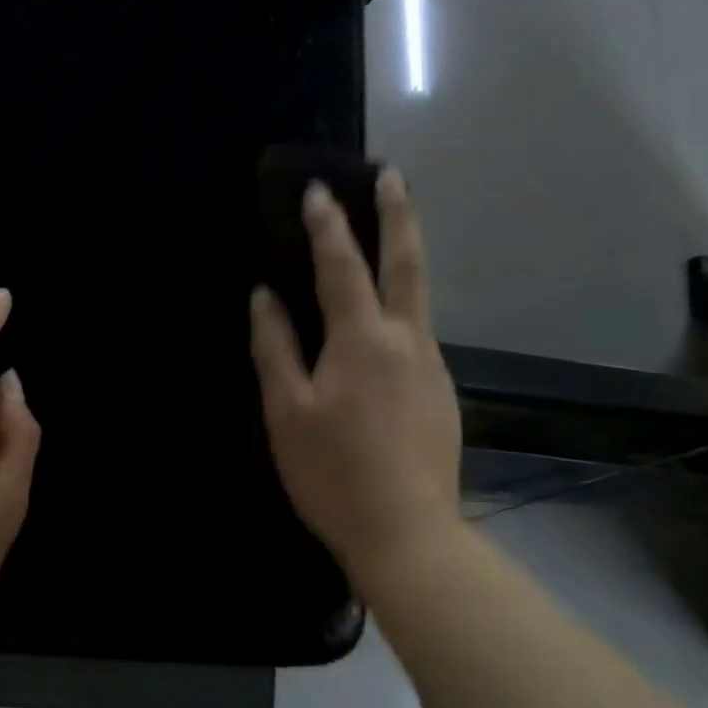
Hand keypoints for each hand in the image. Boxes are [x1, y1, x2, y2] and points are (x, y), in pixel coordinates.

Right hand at [249, 169, 461, 588]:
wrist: (408, 533)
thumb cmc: (333, 472)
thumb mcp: (287, 411)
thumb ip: (276, 347)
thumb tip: (265, 296)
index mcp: (363, 339)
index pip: (343, 265)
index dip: (328, 224)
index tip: (318, 188)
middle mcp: (408, 339)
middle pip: (407, 261)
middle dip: (397, 213)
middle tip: (391, 173)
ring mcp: (432, 365)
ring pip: (418, 297)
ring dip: (402, 256)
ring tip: (383, 237)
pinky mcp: (442, 392)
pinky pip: (418, 334)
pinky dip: (400, 307)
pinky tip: (381, 325)